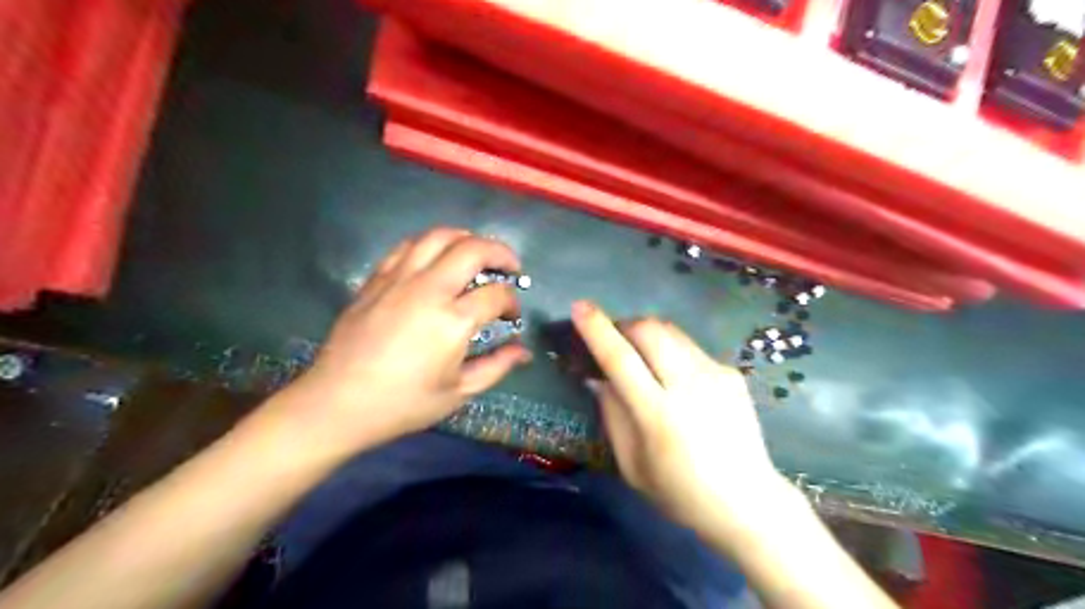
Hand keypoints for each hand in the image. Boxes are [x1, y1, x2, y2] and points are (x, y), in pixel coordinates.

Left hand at [279, 226, 532, 459]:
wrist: (337, 403)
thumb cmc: (402, 404)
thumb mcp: (458, 392)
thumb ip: (496, 366)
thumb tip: (524, 352)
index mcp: (452, 322)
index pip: (496, 295)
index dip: (512, 302)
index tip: (512, 316)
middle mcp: (428, 290)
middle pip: (473, 249)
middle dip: (501, 253)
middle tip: (510, 268)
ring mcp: (398, 280)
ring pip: (438, 237)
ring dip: (466, 239)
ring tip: (477, 254)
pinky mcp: (376, 279)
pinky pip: (407, 247)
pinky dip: (430, 245)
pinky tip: (436, 259)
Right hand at [571, 301, 795, 544]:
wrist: (748, 501)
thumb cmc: (679, 492)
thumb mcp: (632, 465)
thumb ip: (613, 415)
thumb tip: (598, 377)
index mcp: (658, 415)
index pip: (620, 359)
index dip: (597, 330)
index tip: (580, 307)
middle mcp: (689, 385)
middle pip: (650, 330)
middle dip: (624, 325)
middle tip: (614, 339)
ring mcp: (715, 375)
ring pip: (671, 331)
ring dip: (647, 333)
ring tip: (641, 354)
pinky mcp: (731, 373)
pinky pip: (690, 348)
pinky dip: (671, 352)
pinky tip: (675, 378)